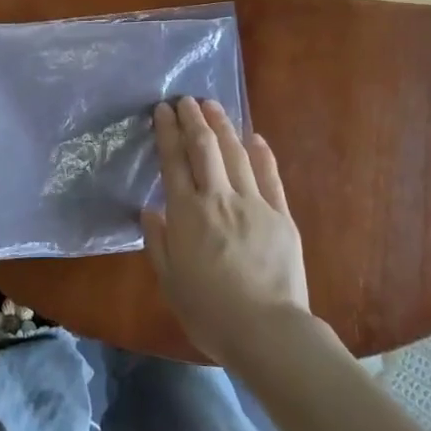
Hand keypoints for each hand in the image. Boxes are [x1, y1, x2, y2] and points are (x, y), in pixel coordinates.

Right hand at [142, 97, 310, 365]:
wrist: (266, 330)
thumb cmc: (209, 312)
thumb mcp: (170, 282)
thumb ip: (158, 242)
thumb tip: (149, 210)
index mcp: (186, 214)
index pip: (173, 162)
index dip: (167, 132)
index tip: (162, 110)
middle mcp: (218, 198)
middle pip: (204, 147)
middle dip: (193, 119)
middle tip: (185, 100)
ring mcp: (253, 203)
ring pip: (235, 153)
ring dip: (223, 126)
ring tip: (213, 106)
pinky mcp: (281, 215)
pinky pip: (270, 176)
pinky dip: (262, 153)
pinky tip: (254, 137)